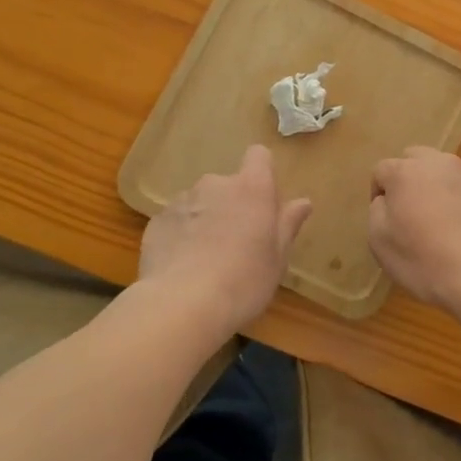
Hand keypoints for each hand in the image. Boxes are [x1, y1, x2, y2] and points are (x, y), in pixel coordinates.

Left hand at [139, 145, 311, 330]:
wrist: (182, 304)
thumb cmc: (244, 281)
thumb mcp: (277, 259)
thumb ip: (288, 225)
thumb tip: (303, 202)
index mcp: (252, 189)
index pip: (259, 156)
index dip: (262, 173)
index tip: (264, 202)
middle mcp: (215, 185)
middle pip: (228, 185)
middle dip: (232, 205)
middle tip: (238, 243)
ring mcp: (182, 201)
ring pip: (200, 203)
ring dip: (206, 220)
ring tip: (206, 259)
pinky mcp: (156, 221)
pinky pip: (176, 221)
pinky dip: (181, 236)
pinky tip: (183, 267)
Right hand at [368, 148, 460, 313]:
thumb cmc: (425, 260)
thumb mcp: (380, 241)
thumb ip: (377, 211)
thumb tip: (387, 200)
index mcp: (407, 172)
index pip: (382, 170)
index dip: (378, 194)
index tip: (385, 221)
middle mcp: (441, 164)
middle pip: (416, 159)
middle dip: (408, 180)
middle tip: (409, 213)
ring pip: (445, 174)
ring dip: (437, 189)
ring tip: (440, 224)